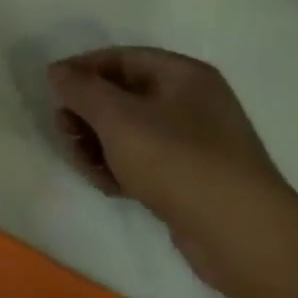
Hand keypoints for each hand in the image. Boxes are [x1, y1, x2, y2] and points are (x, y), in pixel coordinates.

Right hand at [49, 47, 297, 290]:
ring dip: (98, 144)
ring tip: (85, 165)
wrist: (244, 239)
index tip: (53, 90)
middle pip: (122, 96)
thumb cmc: (178, 161)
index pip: (120, 58)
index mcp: (182, 75)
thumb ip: (81, 89)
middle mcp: (192, 103)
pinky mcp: (192, 181)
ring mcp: (195, 144)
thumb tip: (57, 70)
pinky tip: (107, 186)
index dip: (82, 70)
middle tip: (64, 132)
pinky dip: (121, 169)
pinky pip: (145, 162)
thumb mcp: (118, 117)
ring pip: (130, 132)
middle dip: (87, 114)